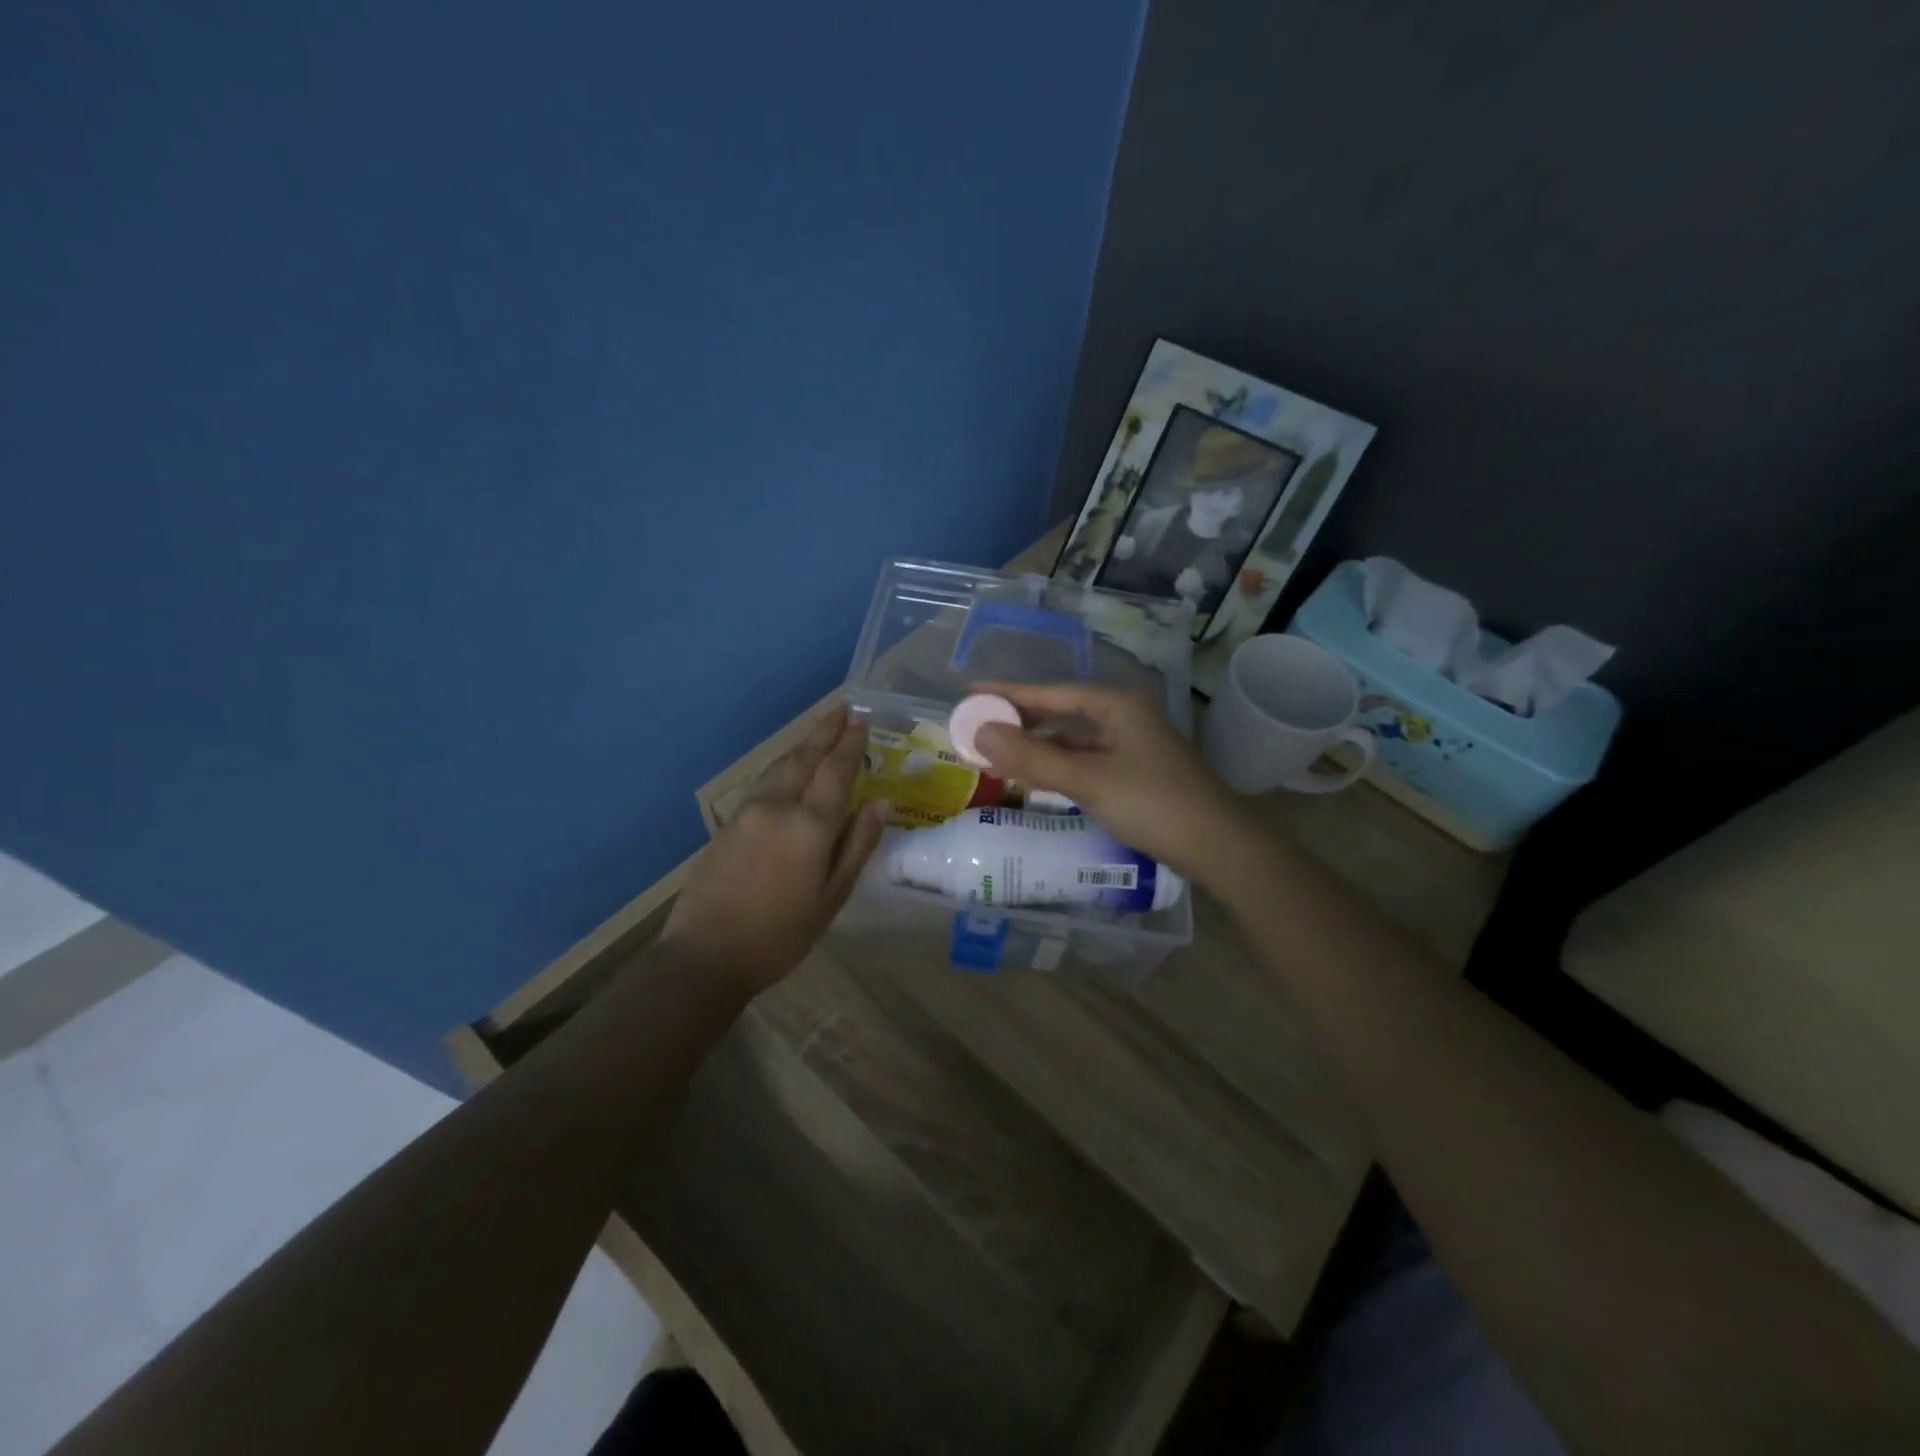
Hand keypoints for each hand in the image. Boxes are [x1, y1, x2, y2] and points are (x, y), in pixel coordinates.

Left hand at [661, 706, 888, 994]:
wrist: (706, 955)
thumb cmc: (781, 934)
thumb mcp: (832, 897)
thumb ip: (858, 845)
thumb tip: (881, 803)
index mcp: (810, 825)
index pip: (836, 771)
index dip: (851, 744)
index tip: (862, 720)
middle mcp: (778, 806)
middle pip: (805, 758)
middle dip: (826, 732)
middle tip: (843, 708)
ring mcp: (748, 811)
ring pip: (781, 766)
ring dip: (803, 745)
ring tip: (820, 731)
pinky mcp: (729, 822)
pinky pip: (763, 781)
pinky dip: (783, 765)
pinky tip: (788, 766)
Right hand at [971, 682, 1251, 887]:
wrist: (1218, 846)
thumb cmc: (1154, 804)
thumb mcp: (1088, 780)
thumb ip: (1033, 757)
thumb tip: (980, 734)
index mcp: (1118, 704)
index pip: (1051, 692)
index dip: (1009, 693)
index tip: (970, 693)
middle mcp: (1125, 716)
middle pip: (1062, 712)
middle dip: (1020, 720)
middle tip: (978, 726)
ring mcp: (1132, 744)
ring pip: (1073, 738)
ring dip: (1038, 746)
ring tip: (997, 752)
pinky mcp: (1135, 771)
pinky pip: (1085, 759)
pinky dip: (1058, 765)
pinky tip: (1036, 775)